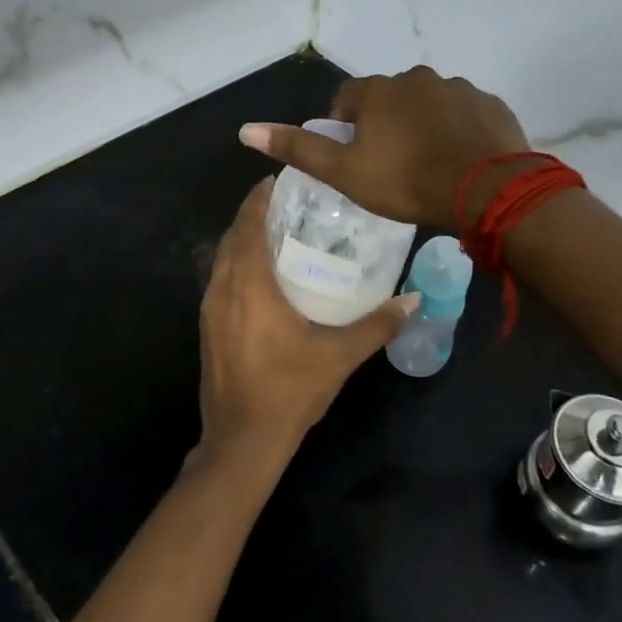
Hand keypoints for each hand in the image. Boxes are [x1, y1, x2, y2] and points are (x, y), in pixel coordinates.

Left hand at [197, 178, 418, 474]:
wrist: (241, 441)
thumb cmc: (289, 390)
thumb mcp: (339, 356)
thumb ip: (377, 325)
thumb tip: (413, 300)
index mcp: (248, 285)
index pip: (248, 224)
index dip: (260, 198)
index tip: (280, 180)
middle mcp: (221, 289)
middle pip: (232, 237)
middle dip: (254, 215)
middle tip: (288, 205)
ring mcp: (209, 311)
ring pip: (222, 260)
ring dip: (243, 241)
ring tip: (278, 234)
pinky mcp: (208, 330)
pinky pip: (220, 282)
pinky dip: (237, 266)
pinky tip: (263, 279)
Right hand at [238, 66, 529, 228]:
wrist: (486, 191)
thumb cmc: (406, 182)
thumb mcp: (343, 172)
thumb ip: (298, 149)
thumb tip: (246, 129)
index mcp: (378, 91)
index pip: (347, 97)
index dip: (344, 124)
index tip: (352, 155)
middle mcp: (417, 78)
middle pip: (390, 98)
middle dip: (385, 123)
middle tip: (391, 164)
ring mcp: (458, 87)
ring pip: (429, 103)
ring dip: (423, 124)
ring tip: (428, 164)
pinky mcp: (490, 104)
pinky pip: (464, 113)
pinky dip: (457, 129)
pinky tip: (459, 159)